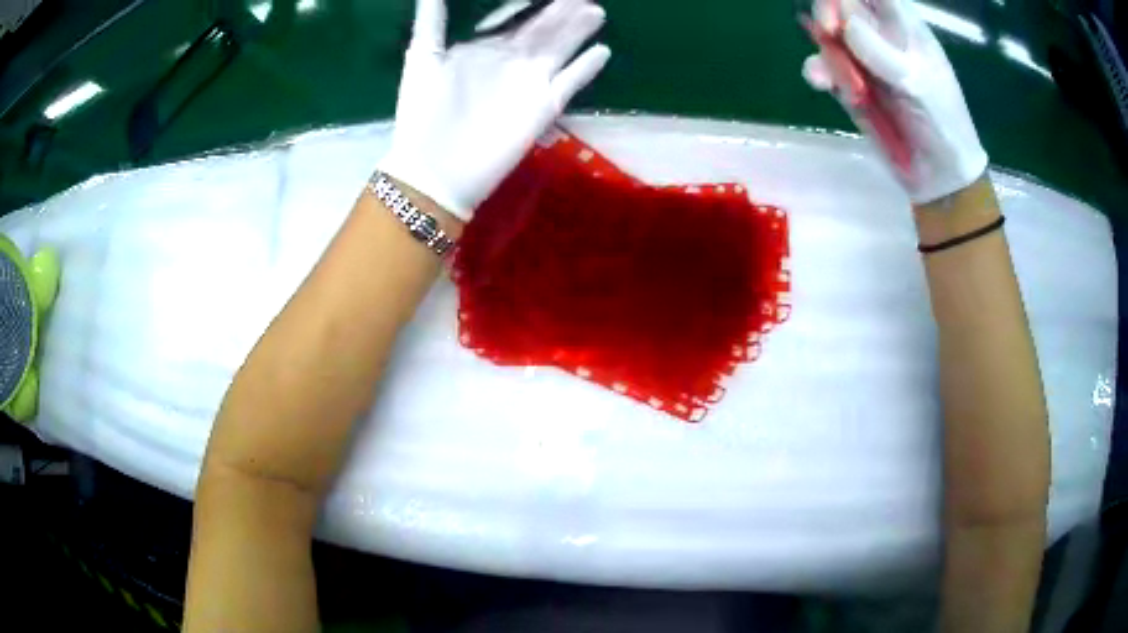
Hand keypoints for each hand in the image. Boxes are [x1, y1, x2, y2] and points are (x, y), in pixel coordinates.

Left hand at [380, 0, 610, 221]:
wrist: (435, 170)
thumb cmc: (423, 112)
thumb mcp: (423, 57)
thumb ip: (432, 19)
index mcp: (481, 48)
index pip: (512, 17)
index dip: (528, 0)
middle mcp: (509, 61)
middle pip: (542, 29)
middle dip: (561, 10)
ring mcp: (529, 84)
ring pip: (560, 48)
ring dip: (577, 29)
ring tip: (596, 10)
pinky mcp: (544, 107)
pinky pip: (571, 82)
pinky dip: (586, 68)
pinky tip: (603, 51)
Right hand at [802, 0, 987, 204]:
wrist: (938, 175)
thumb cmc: (943, 124)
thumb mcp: (920, 85)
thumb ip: (884, 53)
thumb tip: (847, 24)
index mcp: (904, 26)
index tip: (840, 13)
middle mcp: (881, 35)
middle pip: (843, 5)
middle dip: (830, 13)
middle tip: (828, 30)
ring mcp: (863, 59)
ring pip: (828, 35)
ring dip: (825, 49)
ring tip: (838, 76)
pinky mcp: (850, 85)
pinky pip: (823, 67)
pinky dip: (818, 72)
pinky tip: (822, 83)